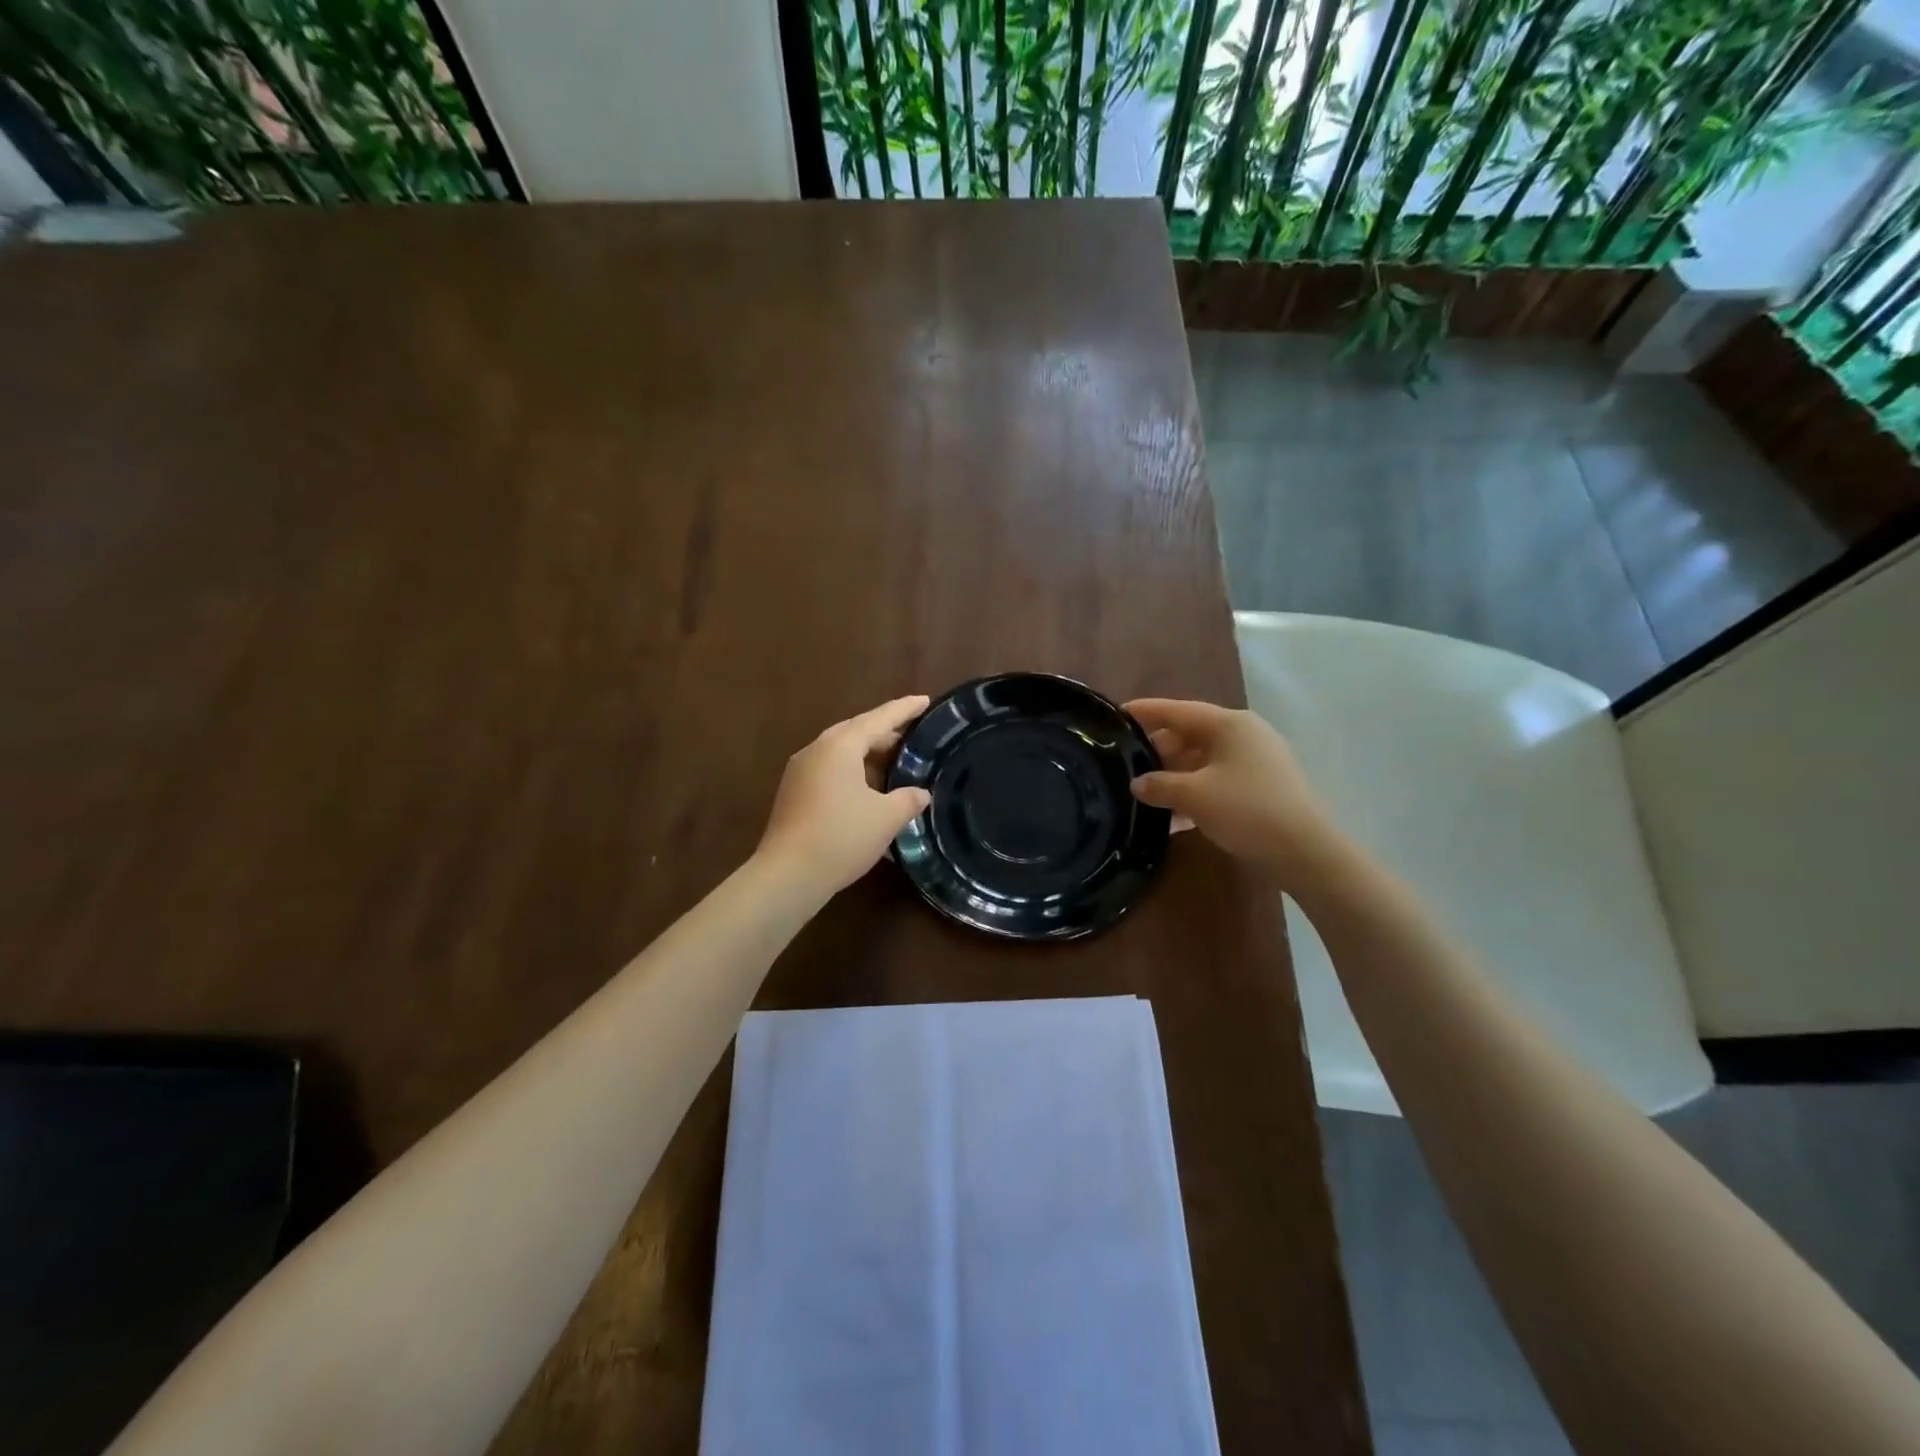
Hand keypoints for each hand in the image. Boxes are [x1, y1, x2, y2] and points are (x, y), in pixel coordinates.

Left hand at [755, 695, 932, 897]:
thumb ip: (908, 799)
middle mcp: (817, 750)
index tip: (926, 701)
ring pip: (842, 752)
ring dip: (869, 754)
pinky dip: (854, 772)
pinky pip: (830, 771)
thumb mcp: (886, 818)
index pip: (879, 718)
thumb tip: (920, 793)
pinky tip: (870, 790)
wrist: (788, 875)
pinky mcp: (794, 793)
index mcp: (840, 745)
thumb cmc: (841, 837)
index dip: (905, 709)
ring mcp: (800, 771)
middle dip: (886, 732)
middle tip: (914, 735)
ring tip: (896, 762)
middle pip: (857, 731)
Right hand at [1126, 698, 1342, 884]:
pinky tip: (1173, 814)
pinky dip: (1194, 791)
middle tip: (1126, 763)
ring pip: (1203, 760)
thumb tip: (1138, 784)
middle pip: (1190, 734)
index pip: (1177, 710)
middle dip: (1158, 749)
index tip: (1116, 714)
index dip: (1145, 712)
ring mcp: (1256, 761)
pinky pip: (1217, 780)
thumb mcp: (1193, 795)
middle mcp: (1244, 735)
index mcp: (1228, 724)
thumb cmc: (1246, 810)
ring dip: (1174, 774)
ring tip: (1144, 791)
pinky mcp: (1261, 787)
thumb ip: (1159, 785)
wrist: (1305, 851)